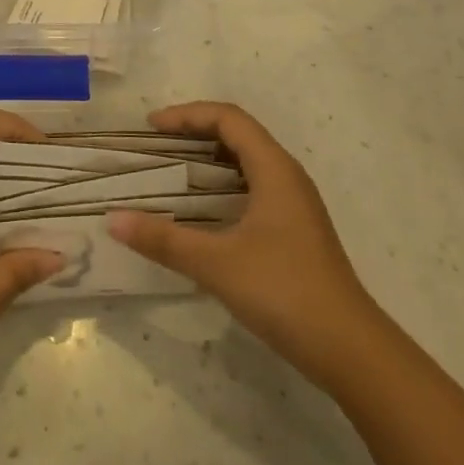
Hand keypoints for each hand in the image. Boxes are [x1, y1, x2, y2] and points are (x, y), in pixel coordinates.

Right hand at [108, 102, 373, 364]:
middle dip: (196, 131)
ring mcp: (295, 204)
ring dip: (209, 157)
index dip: (188, 115)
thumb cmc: (284, 291)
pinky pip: (253, 186)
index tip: (152, 128)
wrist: (350, 350)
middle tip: (156, 144)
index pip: (229, 118)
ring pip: (248, 161)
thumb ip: (164, 240)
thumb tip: (114, 220)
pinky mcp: (295, 229)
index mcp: (274, 169)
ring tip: (172, 170)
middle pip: (239, 133)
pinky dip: (222, 183)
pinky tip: (203, 210)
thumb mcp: (217, 264)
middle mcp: (288, 177)